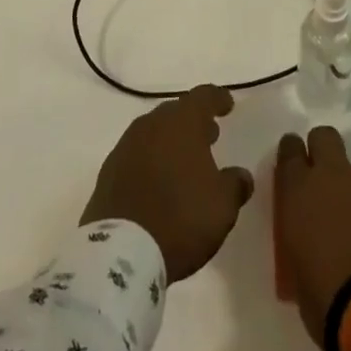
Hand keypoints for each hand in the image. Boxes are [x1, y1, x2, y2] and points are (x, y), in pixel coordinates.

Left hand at [82, 84, 254, 282]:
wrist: (121, 252)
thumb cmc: (181, 219)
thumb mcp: (222, 206)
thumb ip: (235, 184)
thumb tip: (241, 175)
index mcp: (182, 122)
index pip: (203, 97)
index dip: (217, 99)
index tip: (227, 104)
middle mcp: (152, 124)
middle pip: (176, 112)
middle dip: (193, 121)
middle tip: (209, 135)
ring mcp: (126, 146)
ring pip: (154, 132)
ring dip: (170, 140)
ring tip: (185, 160)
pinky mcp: (109, 171)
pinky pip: (136, 154)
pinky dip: (151, 160)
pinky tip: (158, 181)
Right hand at [274, 127, 350, 345]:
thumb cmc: (329, 300)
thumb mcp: (298, 276)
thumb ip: (302, 244)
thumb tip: (309, 243)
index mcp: (299, 192)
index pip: (289, 152)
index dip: (293, 156)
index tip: (295, 169)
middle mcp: (333, 176)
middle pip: (324, 138)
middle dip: (323, 151)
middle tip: (325, 179)